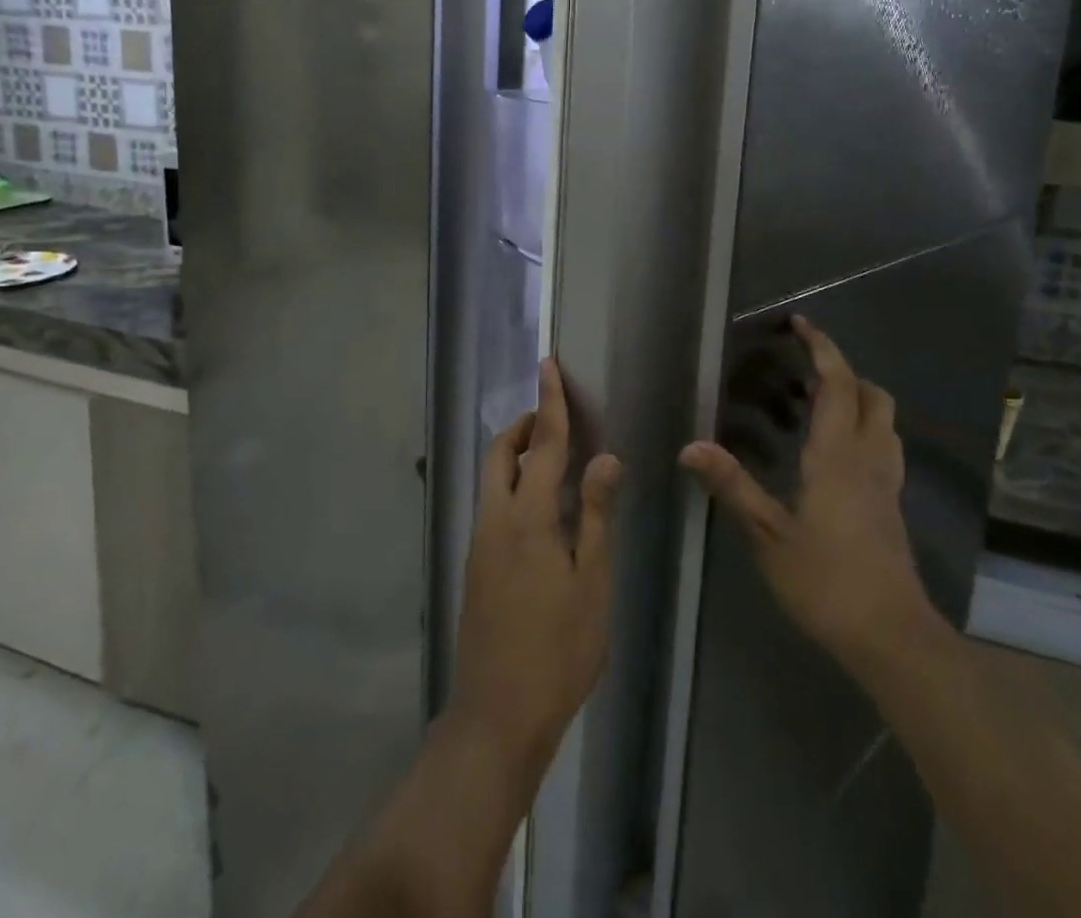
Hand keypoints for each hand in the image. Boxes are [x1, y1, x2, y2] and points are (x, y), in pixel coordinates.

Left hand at [450, 359, 621, 778]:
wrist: (497, 715)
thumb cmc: (558, 650)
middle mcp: (495, 519)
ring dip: (518, 454)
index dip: (551, 402)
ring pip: (492, 477)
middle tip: (556, 417)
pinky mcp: (475, 565)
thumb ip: (595, 514)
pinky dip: (514, 484)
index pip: (546, 444)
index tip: (548, 363)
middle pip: (502, 452)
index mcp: (528, 517)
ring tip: (555, 457)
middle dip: (526, 424)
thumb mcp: (592, 583)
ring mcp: (480, 542)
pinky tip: (542, 509)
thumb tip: (605, 458)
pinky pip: (493, 503)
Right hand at [680, 316, 944, 678]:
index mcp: (838, 456)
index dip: (822, 348)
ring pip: (884, 420)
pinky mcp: (892, 505)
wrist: (891, 637)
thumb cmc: (826, 582)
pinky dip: (864, 428)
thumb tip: (690, 446)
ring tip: (815, 405)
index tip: (800, 323)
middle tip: (802, 371)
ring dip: (856, 398)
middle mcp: (869, 458)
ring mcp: (887, 482)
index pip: (838, 384)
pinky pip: (884, 446)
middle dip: (843, 371)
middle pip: (871, 394)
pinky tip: (835, 453)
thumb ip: (732, 486)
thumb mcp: (768, 535)